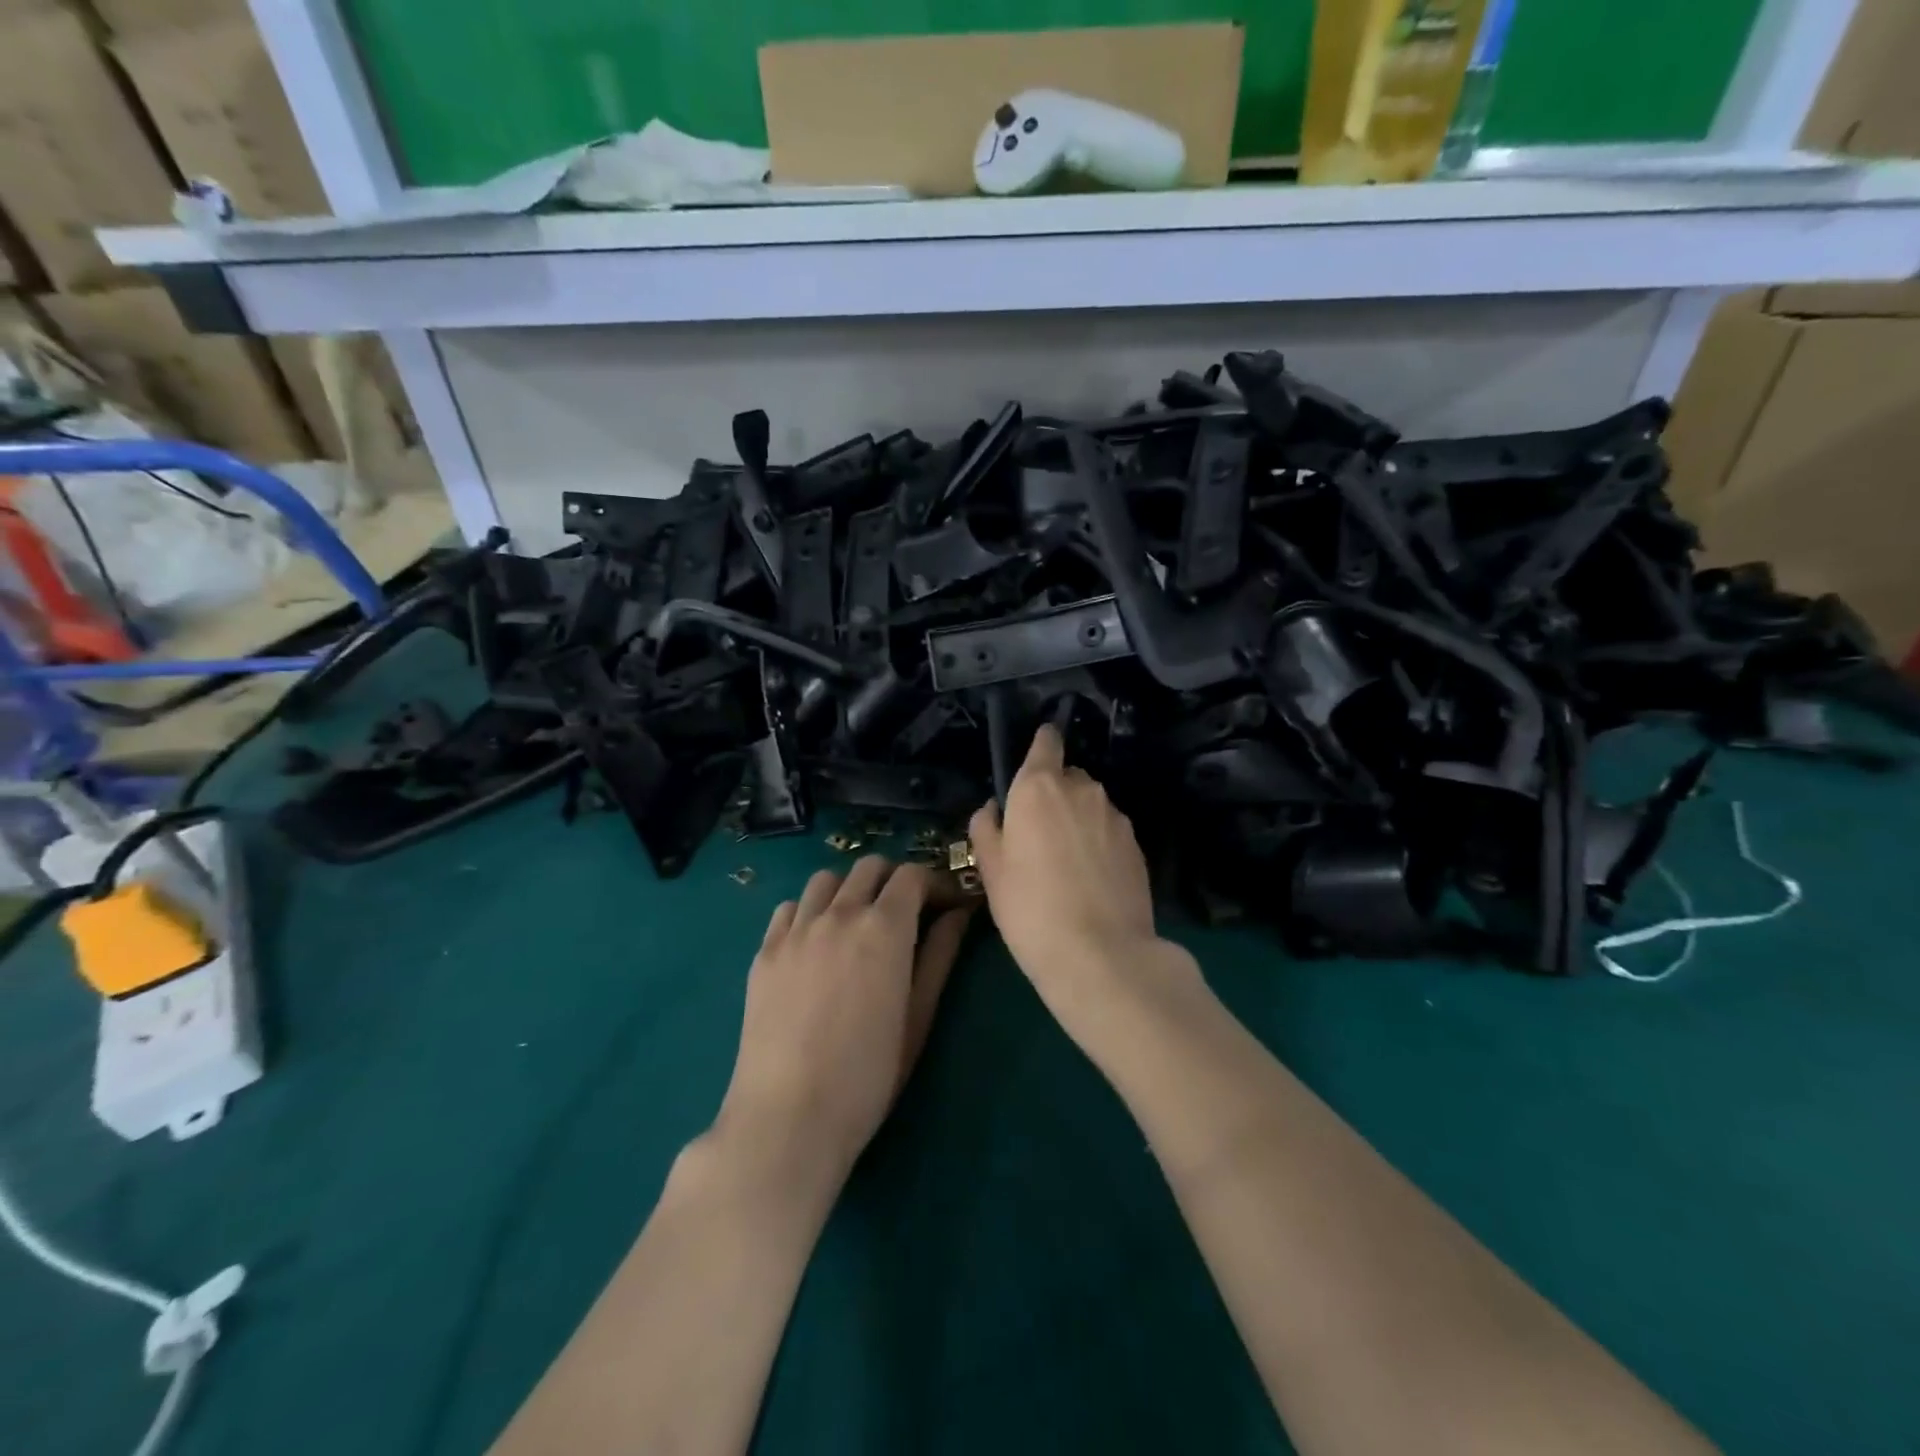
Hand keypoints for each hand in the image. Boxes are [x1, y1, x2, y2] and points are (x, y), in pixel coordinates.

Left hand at [716, 858, 971, 1183]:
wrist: (788, 1117)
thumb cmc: (868, 1076)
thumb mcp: (917, 1017)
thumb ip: (939, 956)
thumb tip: (958, 914)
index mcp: (884, 928)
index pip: (912, 875)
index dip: (933, 883)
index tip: (943, 905)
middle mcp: (839, 914)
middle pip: (869, 867)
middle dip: (894, 880)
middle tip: (905, 913)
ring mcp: (796, 930)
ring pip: (826, 879)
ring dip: (850, 889)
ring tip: (857, 923)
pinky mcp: (764, 951)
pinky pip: (790, 908)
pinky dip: (810, 911)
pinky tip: (816, 943)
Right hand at [971, 726, 1197, 1037]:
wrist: (1101, 954)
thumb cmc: (1030, 908)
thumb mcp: (991, 871)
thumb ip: (987, 829)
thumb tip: (994, 809)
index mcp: (1039, 787)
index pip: (1047, 742)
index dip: (1042, 746)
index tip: (1035, 762)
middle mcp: (1082, 790)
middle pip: (1068, 777)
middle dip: (1055, 795)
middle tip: (1039, 836)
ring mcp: (1115, 816)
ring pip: (1091, 805)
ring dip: (1078, 820)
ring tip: (1066, 864)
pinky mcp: (1137, 845)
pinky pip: (1110, 831)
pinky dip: (1099, 843)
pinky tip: (1091, 880)